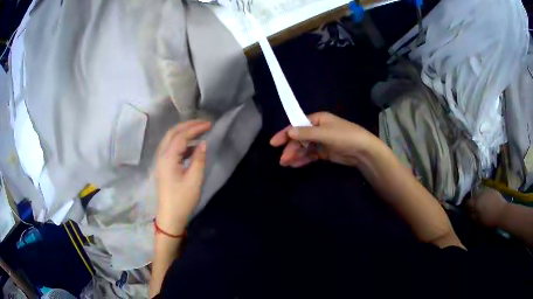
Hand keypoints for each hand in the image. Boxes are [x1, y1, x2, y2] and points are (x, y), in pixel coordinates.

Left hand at [155, 120, 210, 234]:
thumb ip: (199, 159)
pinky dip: (182, 143)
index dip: (195, 128)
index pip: (181, 136)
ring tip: (199, 132)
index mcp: (168, 158)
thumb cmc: (182, 200)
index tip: (210, 125)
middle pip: (173, 133)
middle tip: (203, 123)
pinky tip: (192, 147)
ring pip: (170, 139)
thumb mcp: (195, 180)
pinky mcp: (164, 166)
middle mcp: (162, 155)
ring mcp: (161, 161)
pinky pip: (171, 148)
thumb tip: (203, 143)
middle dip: (188, 125)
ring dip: (184, 133)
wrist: (170, 217)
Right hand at [270, 112, 379, 167]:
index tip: (273, 143)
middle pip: (300, 138)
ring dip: (295, 155)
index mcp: (318, 119)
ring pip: (304, 148)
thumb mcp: (325, 133)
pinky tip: (295, 164)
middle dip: (291, 148)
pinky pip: (311, 155)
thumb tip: (289, 132)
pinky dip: (303, 159)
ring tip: (286, 163)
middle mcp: (318, 129)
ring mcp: (321, 141)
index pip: (297, 125)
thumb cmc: (345, 136)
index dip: (285, 133)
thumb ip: (306, 133)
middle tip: (283, 159)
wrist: (363, 150)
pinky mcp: (325, 152)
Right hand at [467, 189, 507, 227]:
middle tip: (474, 208)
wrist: (502, 212)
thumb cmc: (489, 219)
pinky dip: (485, 196)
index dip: (466, 207)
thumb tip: (469, 214)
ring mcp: (487, 190)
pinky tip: (487, 202)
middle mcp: (480, 194)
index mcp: (476, 202)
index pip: (467, 202)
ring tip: (481, 204)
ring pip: (480, 193)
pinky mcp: (493, 190)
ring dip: (479, 198)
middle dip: (473, 201)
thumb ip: (473, 216)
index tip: (466, 211)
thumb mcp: (479, 221)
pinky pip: (486, 192)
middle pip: (474, 196)